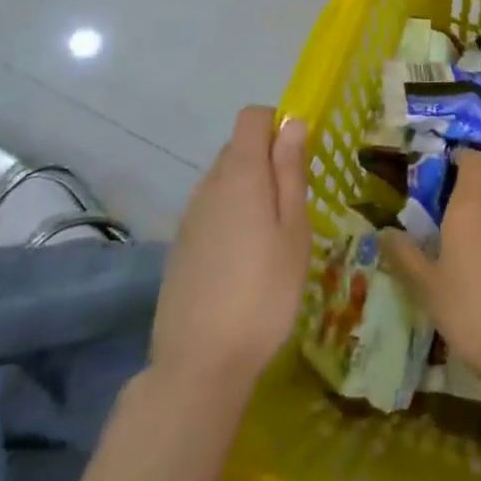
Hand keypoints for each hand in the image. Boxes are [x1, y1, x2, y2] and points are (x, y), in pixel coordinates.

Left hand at [150, 107, 309, 396]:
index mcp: (240, 173)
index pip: (252, 117)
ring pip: (224, 181)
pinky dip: (231, 217)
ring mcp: (189, 216)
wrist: (200, 362)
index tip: (299, 158)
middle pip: (238, 148)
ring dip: (250, 191)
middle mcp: (208, 184)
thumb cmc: (264, 291)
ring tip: (273, 238)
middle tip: (294, 205)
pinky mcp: (180, 245)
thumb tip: (292, 122)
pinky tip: (245, 260)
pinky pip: (211, 210)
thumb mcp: (293, 229)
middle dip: (267, 160)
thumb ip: (290, 171)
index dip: (277, 125)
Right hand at [382, 150, 480, 393]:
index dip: (461, 158)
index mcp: (470, 203)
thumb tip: (383, 232)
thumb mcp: (426, 285)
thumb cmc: (468, 308)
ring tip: (470, 223)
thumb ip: (404, 255)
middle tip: (456, 192)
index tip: (444, 170)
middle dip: (480, 172)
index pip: (473, 159)